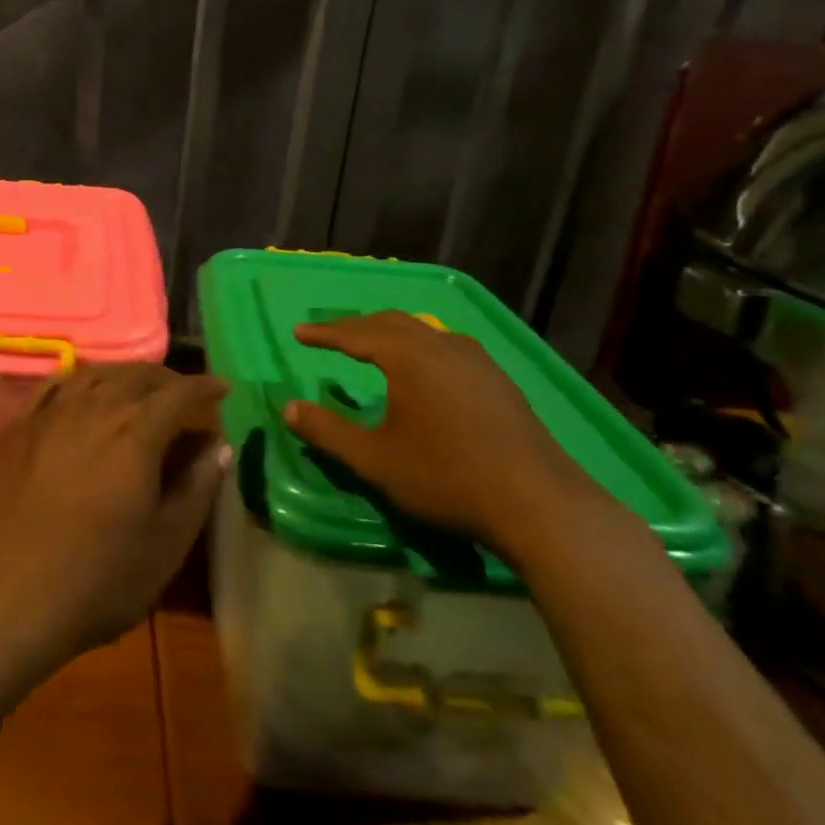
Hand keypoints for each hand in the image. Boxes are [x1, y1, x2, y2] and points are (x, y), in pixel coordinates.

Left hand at [0, 365, 228, 681]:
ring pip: (96, 374)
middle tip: (186, 395)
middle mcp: (94, 409)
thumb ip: (197, 488)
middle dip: (169, 379)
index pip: (179, 393)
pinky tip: (86, 392)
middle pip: (138, 376)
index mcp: (136, 434)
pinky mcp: (19, 430)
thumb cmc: (98, 580)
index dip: (205, 386)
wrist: (6, 600)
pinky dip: (82, 380)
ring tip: (141, 390)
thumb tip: (219, 446)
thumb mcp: (165, 545)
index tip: (224, 388)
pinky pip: (56, 386)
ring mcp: (51, 416)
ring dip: (126, 376)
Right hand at [281, 312, 610, 559]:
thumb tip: (287, 408)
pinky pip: (447, 346)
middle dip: (356, 326)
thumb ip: (327, 431)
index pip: (356, 333)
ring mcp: (477, 361)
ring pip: (424, 331)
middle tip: (330, 335)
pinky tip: (424, 370)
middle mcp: (442, 346)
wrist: (537, 503)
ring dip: (390, 332)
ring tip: (372, 345)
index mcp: (408, 357)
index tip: (298, 332)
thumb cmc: (446, 477)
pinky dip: (419, 346)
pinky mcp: (498, 380)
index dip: (324, 332)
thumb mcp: (374, 460)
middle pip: (391, 322)